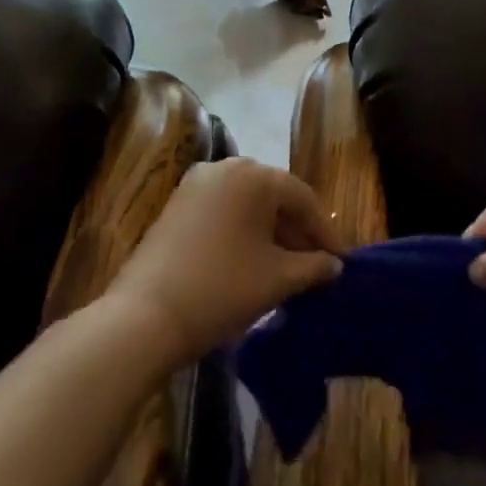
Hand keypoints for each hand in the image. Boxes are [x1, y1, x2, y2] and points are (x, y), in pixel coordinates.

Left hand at [108, 158, 342, 363]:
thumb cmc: (221, 289)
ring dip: (272, 233)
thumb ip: (313, 267)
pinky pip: (224, 212)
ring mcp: (196, 185)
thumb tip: (334, 265)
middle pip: (275, 197)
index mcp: (254, 175)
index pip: (303, 198)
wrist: (143, 318)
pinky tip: (254, 262)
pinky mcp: (177, 206)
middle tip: (318, 265)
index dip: (326, 231)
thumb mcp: (277, 279)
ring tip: (289, 268)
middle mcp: (225, 168)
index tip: (342, 261)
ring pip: (248, 204)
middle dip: (298, 231)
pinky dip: (244, 232)